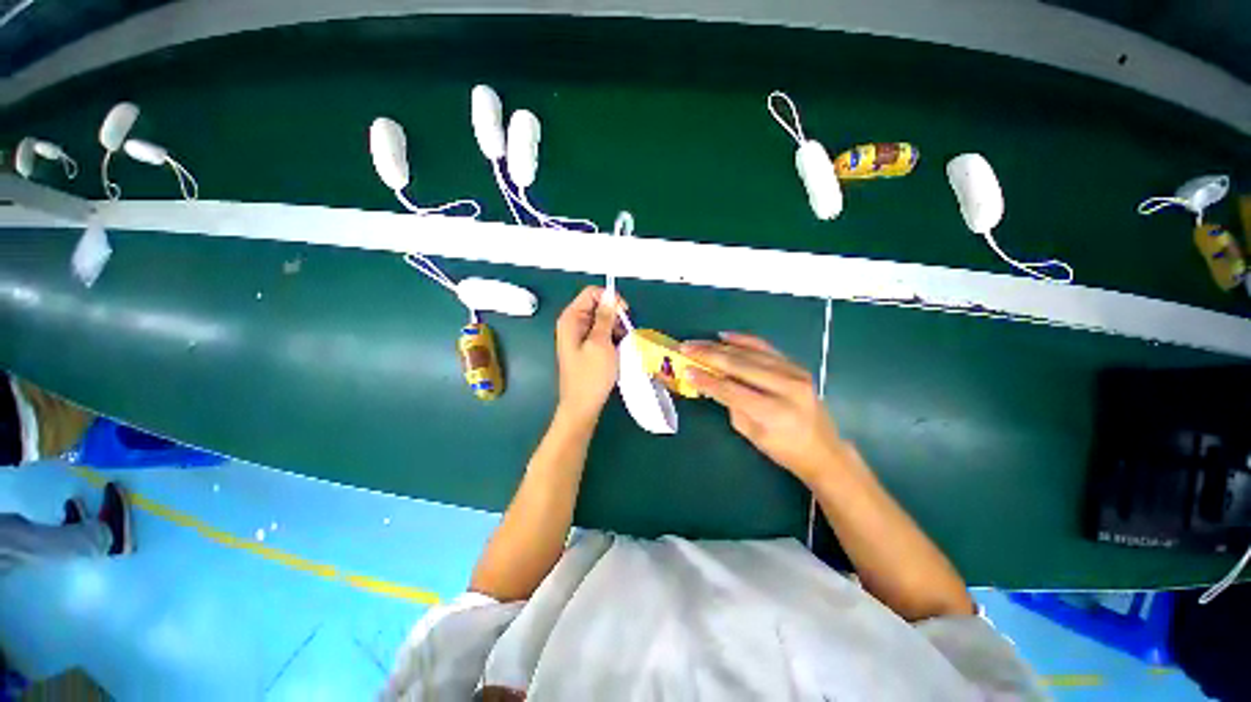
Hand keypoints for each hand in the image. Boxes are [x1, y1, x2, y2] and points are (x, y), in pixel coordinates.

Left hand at [555, 286, 626, 420]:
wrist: (582, 406)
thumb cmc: (590, 375)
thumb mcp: (601, 343)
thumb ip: (605, 317)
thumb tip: (610, 296)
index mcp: (571, 319)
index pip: (591, 293)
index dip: (609, 299)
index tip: (624, 313)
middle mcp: (572, 324)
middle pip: (597, 306)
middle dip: (614, 316)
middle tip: (624, 332)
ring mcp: (578, 337)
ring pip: (602, 321)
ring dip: (615, 329)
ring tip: (622, 345)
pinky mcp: (585, 348)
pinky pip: (601, 334)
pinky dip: (612, 339)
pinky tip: (618, 351)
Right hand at [683, 333, 844, 483]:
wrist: (823, 448)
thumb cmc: (783, 449)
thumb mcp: (751, 434)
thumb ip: (731, 405)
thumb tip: (711, 381)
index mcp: (774, 412)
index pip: (731, 390)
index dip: (706, 379)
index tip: (686, 370)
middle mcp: (786, 387)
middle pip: (739, 365)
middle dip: (708, 355)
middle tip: (686, 348)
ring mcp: (794, 373)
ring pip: (749, 353)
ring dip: (720, 346)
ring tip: (698, 342)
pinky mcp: (796, 366)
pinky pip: (766, 347)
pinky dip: (743, 339)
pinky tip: (725, 336)